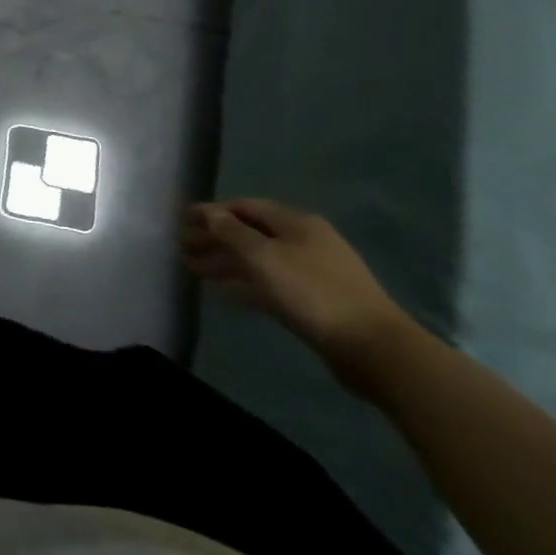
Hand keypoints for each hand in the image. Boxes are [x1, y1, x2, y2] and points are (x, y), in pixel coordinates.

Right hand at [179, 199, 415, 393]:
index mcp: (296, 223)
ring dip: (225, 262)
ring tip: (193, 270)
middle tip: (182, 247)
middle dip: (214, 238)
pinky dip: (245, 284)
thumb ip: (231, 232)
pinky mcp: (314, 300)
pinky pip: (270, 283)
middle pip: (250, 233)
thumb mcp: (263, 257)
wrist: (373, 348)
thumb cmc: (312, 292)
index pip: (245, 206)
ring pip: (258, 260)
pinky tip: (225, 293)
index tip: (182, 220)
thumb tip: (210, 213)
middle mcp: (304, 241)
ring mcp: (312, 271)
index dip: (212, 211)